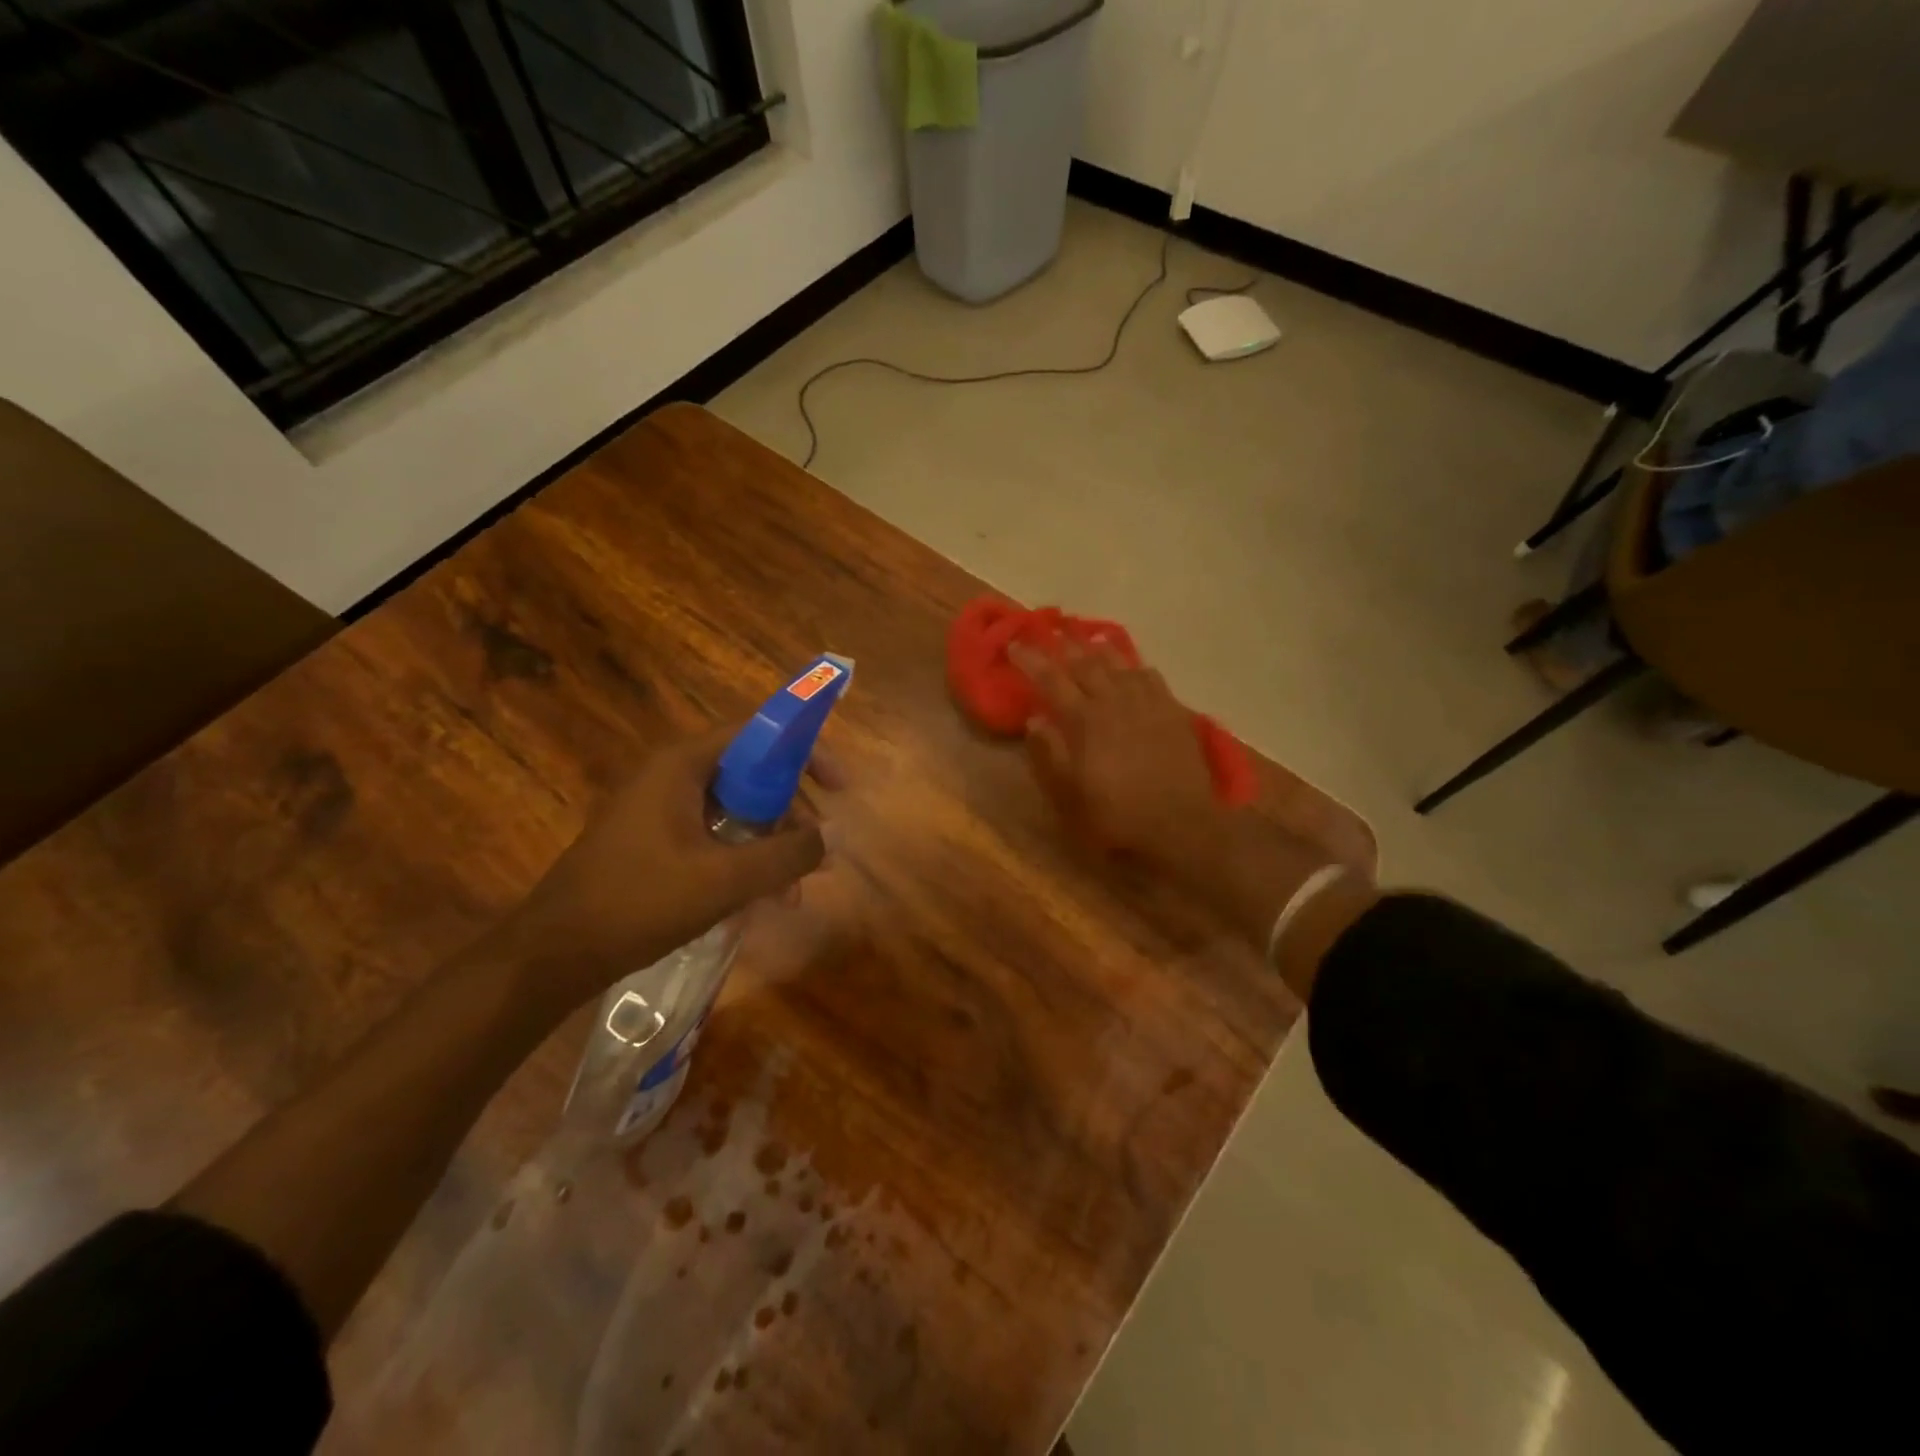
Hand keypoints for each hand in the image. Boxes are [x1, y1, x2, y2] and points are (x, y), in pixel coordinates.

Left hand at [497, 724, 829, 1006]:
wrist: (553, 954)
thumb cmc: (639, 902)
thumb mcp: (724, 879)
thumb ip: (787, 854)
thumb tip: (838, 834)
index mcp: (683, 765)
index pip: (758, 735)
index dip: (805, 753)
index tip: (839, 786)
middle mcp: (673, 777)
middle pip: (752, 776)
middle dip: (792, 816)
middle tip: (819, 851)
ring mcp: (661, 811)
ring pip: (736, 813)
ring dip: (771, 848)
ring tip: (793, 895)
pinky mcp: (655, 842)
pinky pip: (715, 838)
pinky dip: (743, 862)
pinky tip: (759, 903)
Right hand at [1010, 638, 1224, 864]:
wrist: (1180, 824)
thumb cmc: (1116, 814)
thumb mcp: (1069, 794)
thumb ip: (1049, 752)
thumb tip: (1034, 718)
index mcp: (1084, 720)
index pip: (1051, 679)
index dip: (1030, 659)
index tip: (1014, 643)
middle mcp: (1114, 700)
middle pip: (1085, 662)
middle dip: (1063, 644)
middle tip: (1048, 629)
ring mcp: (1146, 702)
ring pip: (1118, 663)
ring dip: (1097, 647)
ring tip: (1085, 637)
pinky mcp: (1172, 710)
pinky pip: (1149, 675)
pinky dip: (1134, 664)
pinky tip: (1131, 665)